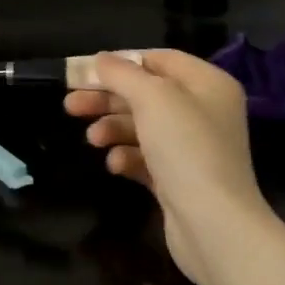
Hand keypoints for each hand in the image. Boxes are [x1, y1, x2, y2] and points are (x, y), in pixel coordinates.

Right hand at [65, 50, 264, 284]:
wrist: (214, 225)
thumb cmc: (186, 147)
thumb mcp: (150, 97)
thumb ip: (121, 73)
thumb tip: (100, 59)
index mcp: (207, 84)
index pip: (158, 59)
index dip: (120, 62)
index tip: (85, 71)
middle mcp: (203, 111)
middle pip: (144, 94)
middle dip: (106, 98)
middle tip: (70, 104)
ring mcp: (192, 147)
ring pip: (141, 126)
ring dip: (112, 128)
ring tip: (92, 139)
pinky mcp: (180, 179)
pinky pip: (146, 157)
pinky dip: (127, 156)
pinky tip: (115, 165)